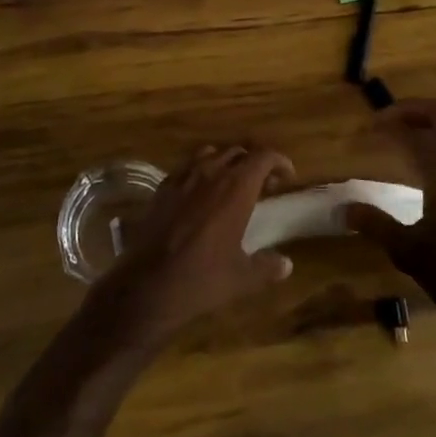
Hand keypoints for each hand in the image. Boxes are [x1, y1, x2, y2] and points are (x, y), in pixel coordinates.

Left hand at [88, 144, 295, 347]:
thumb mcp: (243, 278)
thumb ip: (268, 267)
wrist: (148, 284)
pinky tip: (200, 194)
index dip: (279, 161)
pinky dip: (200, 172)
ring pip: (210, 154)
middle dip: (254, 163)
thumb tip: (286, 264)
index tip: (287, 176)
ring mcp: (183, 178)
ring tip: (232, 184)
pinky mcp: (162, 188)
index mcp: (236, 188)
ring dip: (226, 163)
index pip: (263, 157)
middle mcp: (210, 173)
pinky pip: (186, 167)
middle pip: (238, 152)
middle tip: (263, 185)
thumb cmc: (202, 278)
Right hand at [343, 98, 435, 329]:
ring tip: (403, 137)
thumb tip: (345, 209)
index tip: (363, 132)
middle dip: (408, 110)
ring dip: (429, 124)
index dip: (383, 127)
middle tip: (383, 120)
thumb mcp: (408, 250)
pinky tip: (431, 167)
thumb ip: (375, 224)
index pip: (408, 131)